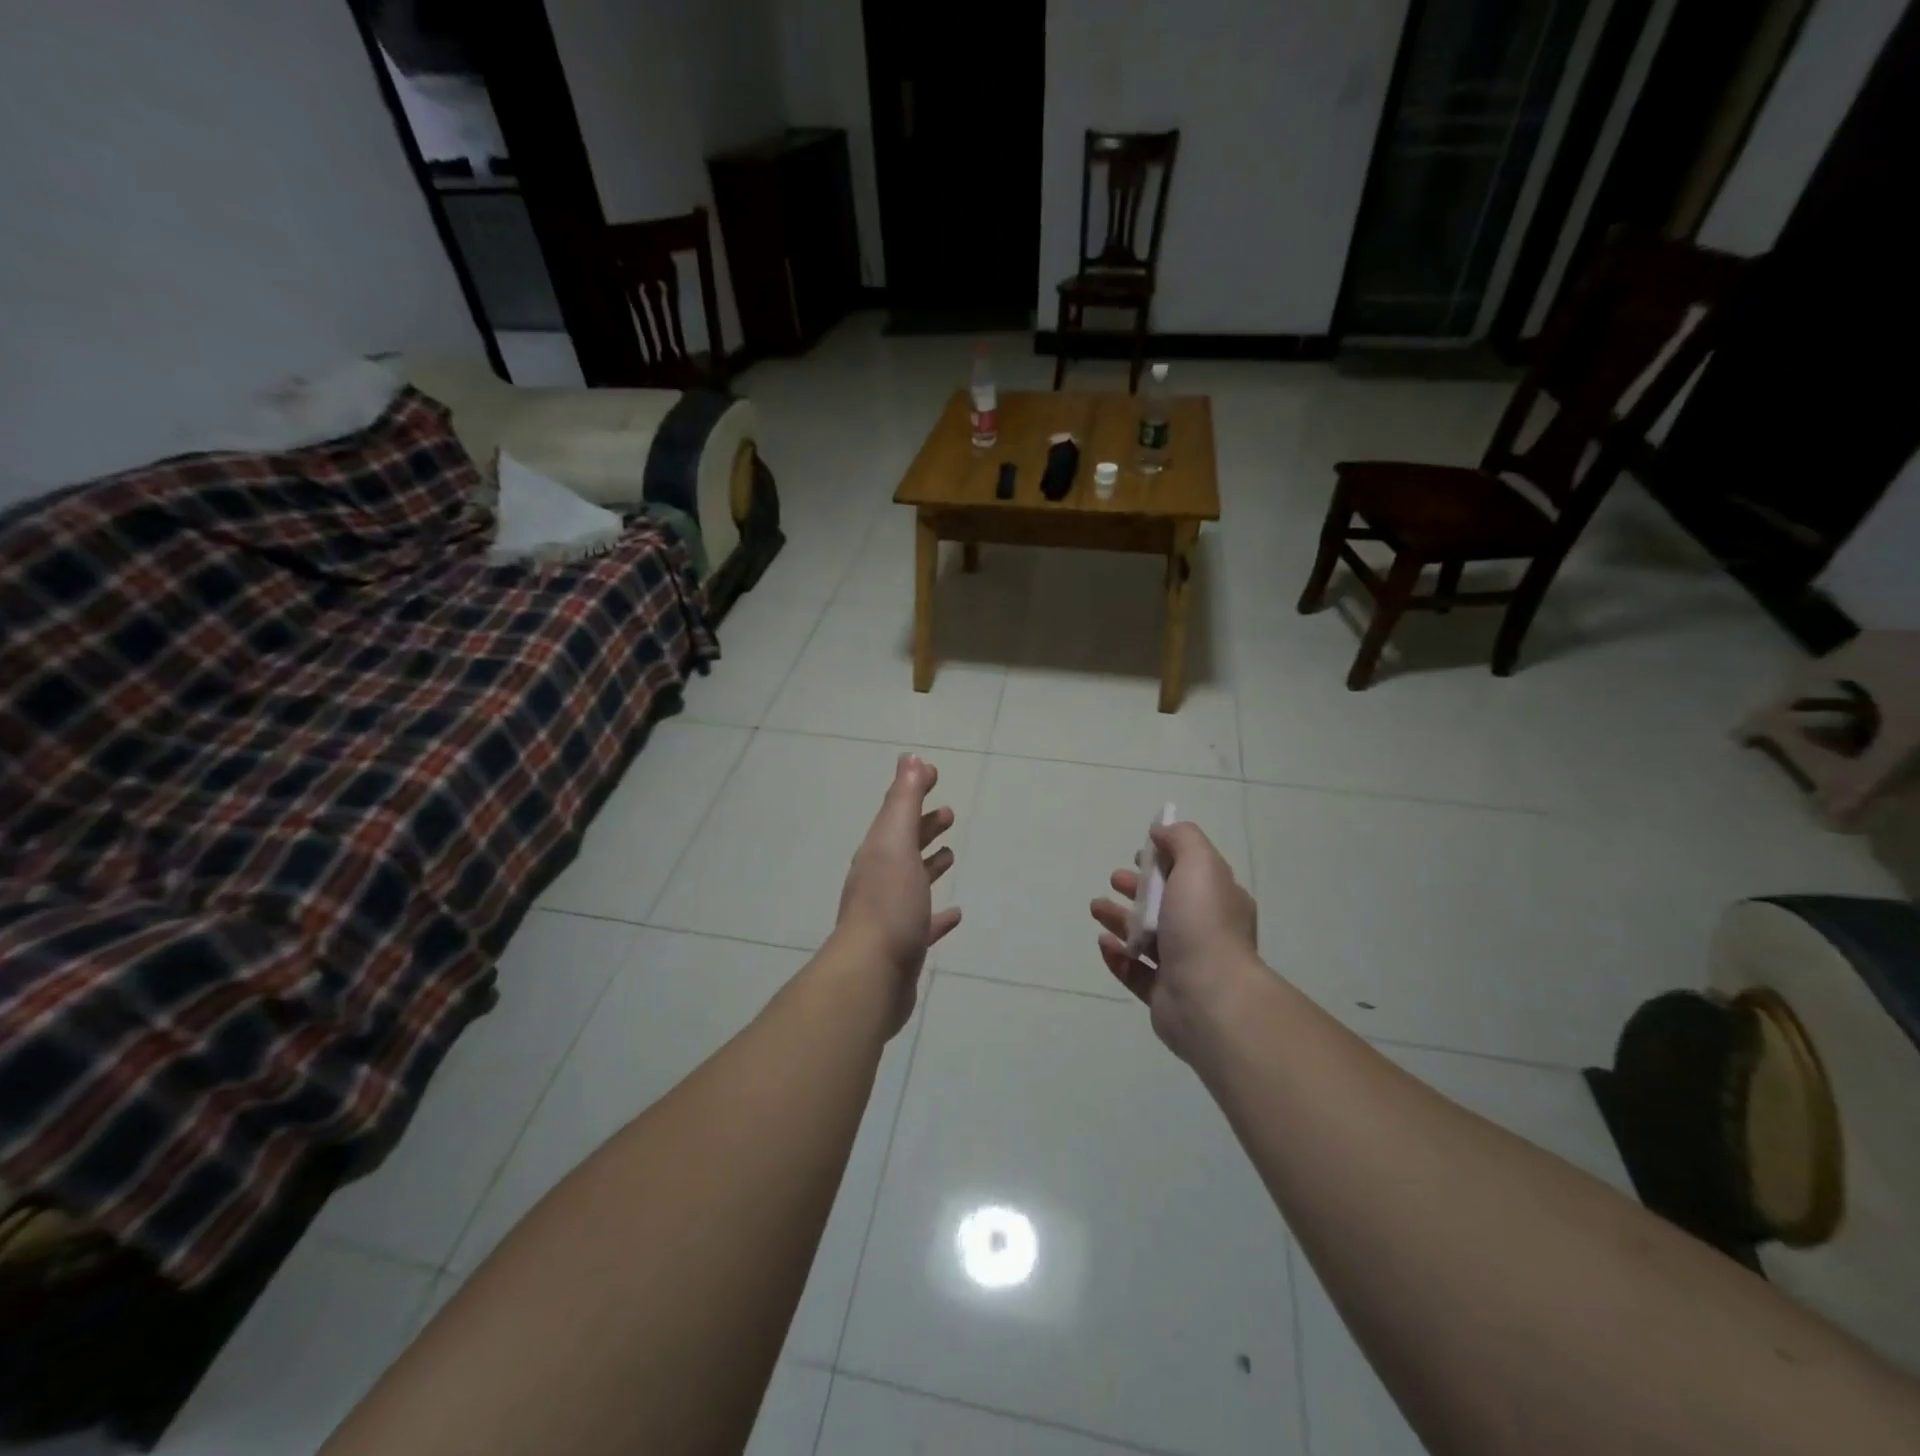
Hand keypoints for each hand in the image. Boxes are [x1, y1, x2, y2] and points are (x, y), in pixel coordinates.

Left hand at [834, 754, 961, 1035]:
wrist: (871, 975)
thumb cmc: (888, 903)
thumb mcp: (895, 843)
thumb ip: (902, 801)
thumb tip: (910, 758)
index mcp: (878, 853)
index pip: (897, 812)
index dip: (914, 790)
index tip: (933, 773)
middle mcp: (881, 879)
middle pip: (904, 844)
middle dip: (923, 825)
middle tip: (948, 813)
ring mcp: (891, 913)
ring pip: (913, 880)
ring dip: (929, 863)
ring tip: (950, 854)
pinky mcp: (905, 945)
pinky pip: (925, 922)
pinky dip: (939, 914)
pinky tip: (956, 914)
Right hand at [1090, 820, 1263, 1062]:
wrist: (1210, 998)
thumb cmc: (1204, 925)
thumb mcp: (1200, 864)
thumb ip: (1182, 839)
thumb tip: (1161, 830)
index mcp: (1219, 901)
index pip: (1191, 873)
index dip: (1164, 860)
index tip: (1139, 854)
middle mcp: (1205, 932)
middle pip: (1165, 904)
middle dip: (1137, 888)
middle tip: (1114, 880)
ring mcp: (1184, 966)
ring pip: (1146, 937)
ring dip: (1119, 919)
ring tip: (1096, 909)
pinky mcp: (1163, 995)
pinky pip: (1135, 971)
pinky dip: (1117, 956)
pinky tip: (1104, 943)